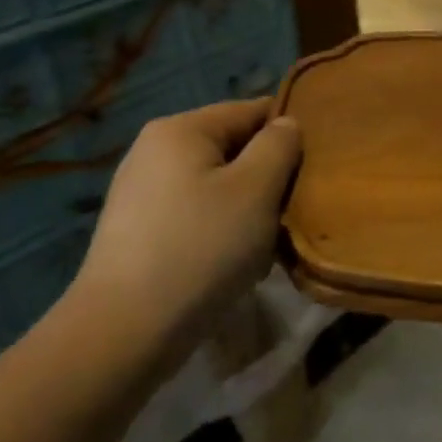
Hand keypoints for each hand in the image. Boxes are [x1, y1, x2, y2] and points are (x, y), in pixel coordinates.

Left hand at [64, 99, 300, 375]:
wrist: (125, 331)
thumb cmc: (201, 248)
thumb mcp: (256, 189)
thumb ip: (279, 146)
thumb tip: (287, 124)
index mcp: (181, 129)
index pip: (252, 110)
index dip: (290, 132)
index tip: (316, 166)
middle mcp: (155, 150)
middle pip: (234, 148)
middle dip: (268, 177)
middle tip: (292, 212)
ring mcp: (143, 192)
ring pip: (218, 185)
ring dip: (248, 209)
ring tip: (265, 244)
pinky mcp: (139, 230)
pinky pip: (197, 214)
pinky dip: (222, 231)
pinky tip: (234, 263)